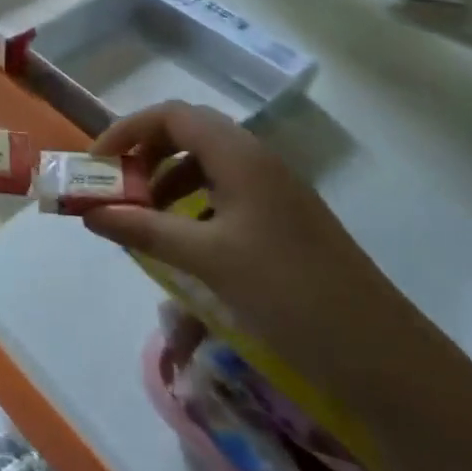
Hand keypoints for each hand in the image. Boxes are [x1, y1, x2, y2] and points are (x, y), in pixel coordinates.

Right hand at [83, 102, 435, 400]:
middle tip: (119, 189)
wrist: (381, 355)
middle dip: (146, 155)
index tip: (98, 164)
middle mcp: (257, 161)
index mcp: (239, 155)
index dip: (128, 131)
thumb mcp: (207, 259)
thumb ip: (144, 229)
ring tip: (146, 220)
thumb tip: (90, 213)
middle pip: (188, 134)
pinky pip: (226, 194)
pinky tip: (186, 245)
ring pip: (207, 165)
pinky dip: (194, 207)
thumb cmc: (287, 292)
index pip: (171, 115)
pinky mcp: (284, 221)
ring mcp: (274, 191)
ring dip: (168, 181)